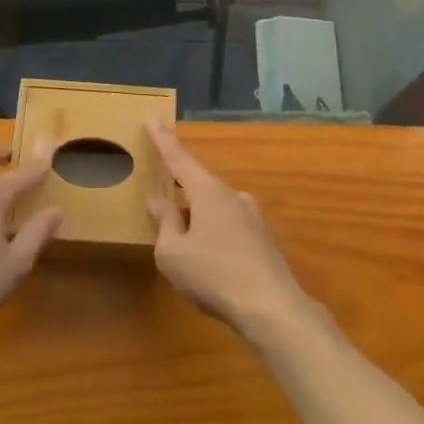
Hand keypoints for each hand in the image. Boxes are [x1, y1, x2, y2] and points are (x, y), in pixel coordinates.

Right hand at [146, 120, 311, 335]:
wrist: (271, 307)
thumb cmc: (213, 275)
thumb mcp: (173, 253)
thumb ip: (165, 223)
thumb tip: (158, 200)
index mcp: (208, 192)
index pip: (179, 157)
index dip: (163, 139)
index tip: (152, 116)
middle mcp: (232, 196)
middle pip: (198, 186)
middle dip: (180, 197)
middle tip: (163, 214)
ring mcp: (252, 217)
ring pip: (214, 210)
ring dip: (197, 222)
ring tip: (185, 252)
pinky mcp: (263, 240)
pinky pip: (229, 228)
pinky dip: (214, 238)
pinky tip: (210, 265)